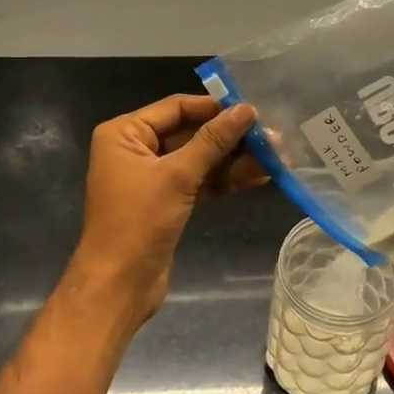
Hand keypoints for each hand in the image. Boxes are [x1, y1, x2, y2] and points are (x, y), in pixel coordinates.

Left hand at [68, 93, 264, 325]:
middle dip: (231, 137)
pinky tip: (259, 177)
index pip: (176, 107)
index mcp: (125, 133)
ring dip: (234, 160)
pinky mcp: (167, 201)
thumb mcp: (178, 176)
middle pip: (191, 132)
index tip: (253, 110)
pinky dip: (225, 180)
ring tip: (275, 158)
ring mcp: (152, 177)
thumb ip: (213, 140)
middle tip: (272, 138)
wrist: (118, 286)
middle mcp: (136, 149)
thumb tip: (246, 109)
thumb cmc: (139, 222)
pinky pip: (200, 181)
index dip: (215, 107)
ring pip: (199, 159)